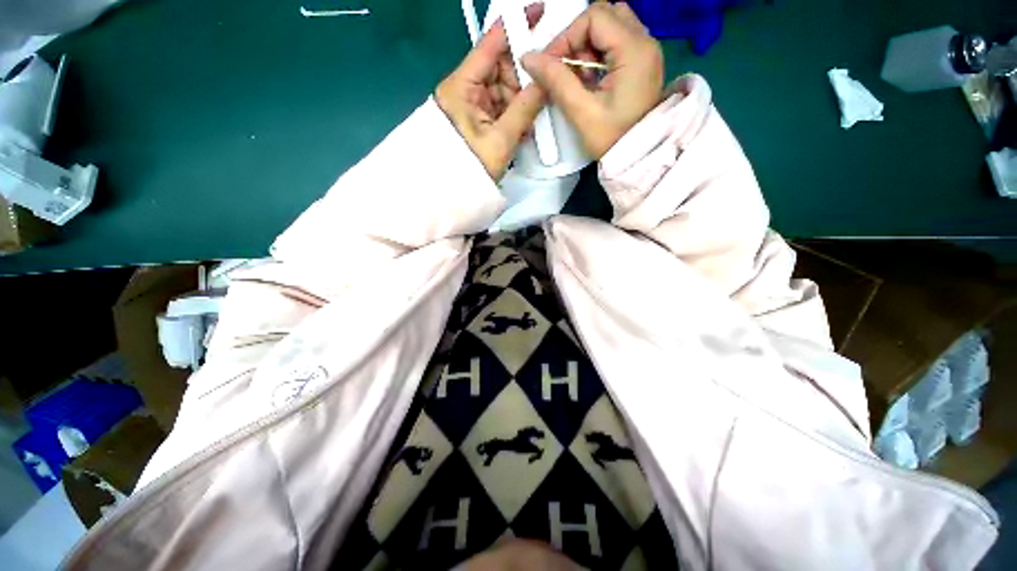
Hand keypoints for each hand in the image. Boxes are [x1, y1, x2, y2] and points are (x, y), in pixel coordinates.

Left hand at [436, 8, 546, 179]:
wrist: (452, 195)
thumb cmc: (472, 168)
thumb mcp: (501, 139)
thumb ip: (526, 108)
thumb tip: (547, 80)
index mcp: (462, 87)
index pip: (490, 45)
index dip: (514, 27)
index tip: (538, 13)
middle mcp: (465, 89)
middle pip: (499, 68)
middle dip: (523, 78)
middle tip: (543, 89)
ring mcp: (471, 105)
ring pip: (502, 90)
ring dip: (520, 102)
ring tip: (530, 121)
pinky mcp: (477, 119)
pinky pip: (499, 107)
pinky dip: (513, 115)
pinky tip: (522, 128)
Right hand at [521, 2, 663, 158]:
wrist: (639, 158)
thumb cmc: (612, 139)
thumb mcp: (582, 113)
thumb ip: (556, 81)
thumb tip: (528, 58)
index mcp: (634, 50)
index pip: (594, 16)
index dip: (566, 36)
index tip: (550, 65)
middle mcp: (645, 41)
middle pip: (604, 15)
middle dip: (578, 39)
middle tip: (567, 69)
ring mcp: (646, 51)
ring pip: (610, 26)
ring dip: (588, 46)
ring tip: (579, 77)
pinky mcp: (641, 63)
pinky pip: (616, 43)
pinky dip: (598, 55)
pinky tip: (591, 80)